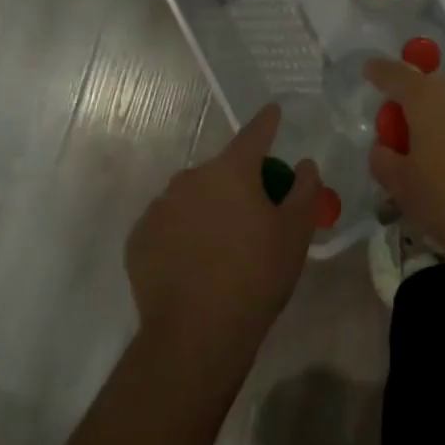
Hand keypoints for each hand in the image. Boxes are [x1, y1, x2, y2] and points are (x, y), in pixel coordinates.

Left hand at [128, 103, 321, 368]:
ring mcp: (159, 207)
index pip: (254, 133)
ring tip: (223, 245)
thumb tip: (304, 163)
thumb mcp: (296, 232)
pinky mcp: (139, 238)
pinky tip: (195, 262)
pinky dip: (183, 232)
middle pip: (222, 170)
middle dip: (239, 182)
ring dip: (209, 207)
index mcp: (231, 170)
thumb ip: (305, 189)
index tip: (274, 112)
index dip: (268, 122)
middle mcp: (190, 178)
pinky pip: (169, 223)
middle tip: (256, 214)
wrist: (197, 333)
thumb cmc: (257, 275)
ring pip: (192, 196)